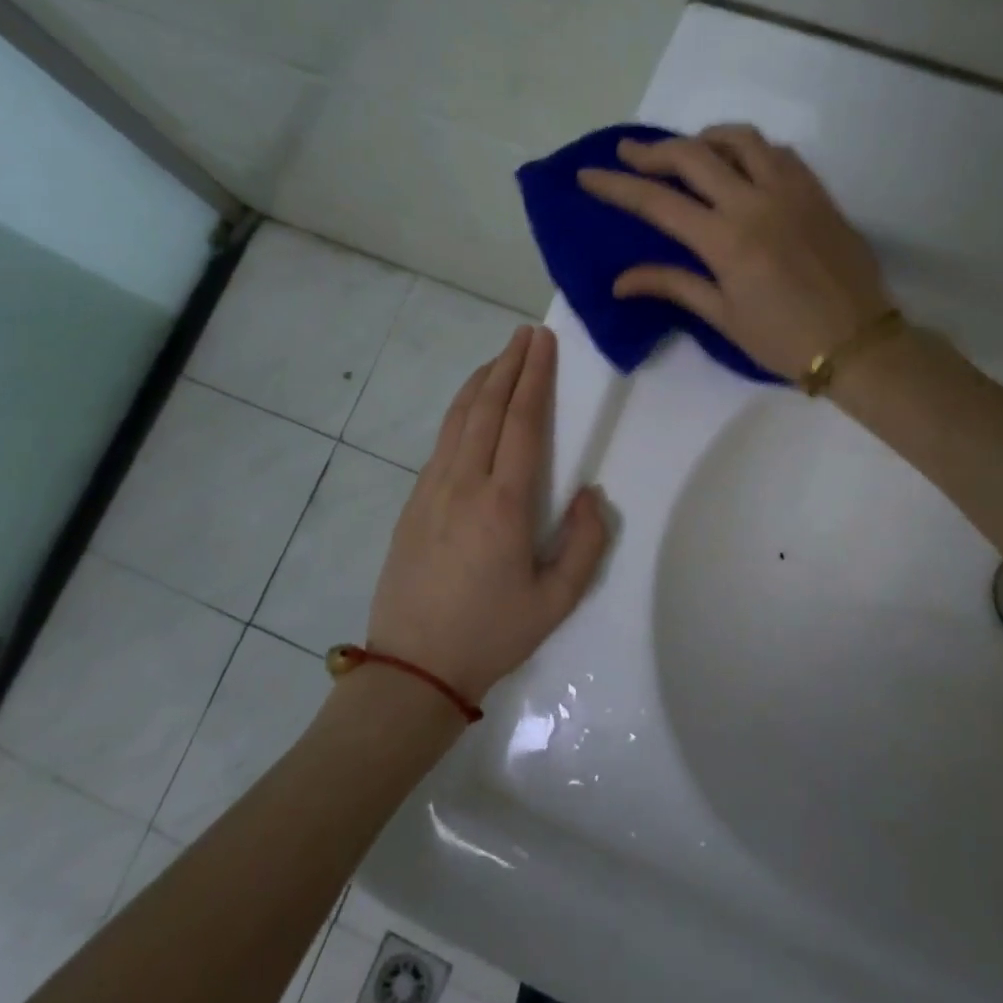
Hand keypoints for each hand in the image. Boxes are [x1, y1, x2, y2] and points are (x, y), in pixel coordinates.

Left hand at [366, 325, 610, 705]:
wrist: (412, 668)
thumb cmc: (491, 634)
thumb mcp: (556, 602)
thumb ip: (584, 544)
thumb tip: (590, 494)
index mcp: (504, 504)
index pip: (521, 422)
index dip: (534, 377)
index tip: (542, 343)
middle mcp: (464, 483)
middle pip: (487, 407)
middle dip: (508, 364)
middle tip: (526, 334)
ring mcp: (431, 490)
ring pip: (458, 419)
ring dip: (481, 382)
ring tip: (499, 358)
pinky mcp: (413, 502)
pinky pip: (441, 442)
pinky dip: (460, 411)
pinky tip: (470, 407)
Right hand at [576, 124, 891, 378]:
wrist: (859, 343)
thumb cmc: (784, 341)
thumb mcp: (724, 318)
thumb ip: (673, 286)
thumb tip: (621, 281)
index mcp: (726, 240)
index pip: (658, 202)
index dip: (617, 186)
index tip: (588, 175)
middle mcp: (755, 202)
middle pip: (693, 156)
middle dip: (653, 151)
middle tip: (629, 154)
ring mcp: (791, 190)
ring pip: (740, 140)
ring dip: (704, 139)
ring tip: (686, 153)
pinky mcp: (816, 191)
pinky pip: (777, 152)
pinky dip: (748, 149)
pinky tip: (739, 165)